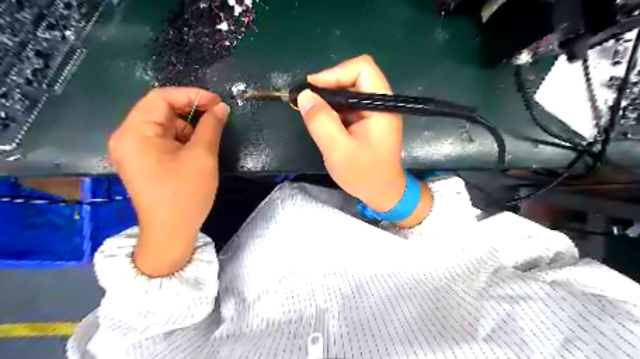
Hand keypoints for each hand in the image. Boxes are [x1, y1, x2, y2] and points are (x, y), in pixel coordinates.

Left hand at [108, 87, 229, 277]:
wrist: (171, 232)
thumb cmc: (186, 194)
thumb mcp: (202, 156)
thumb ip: (211, 126)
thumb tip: (221, 107)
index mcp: (135, 133)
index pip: (160, 98)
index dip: (191, 95)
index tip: (218, 102)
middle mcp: (127, 137)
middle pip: (160, 110)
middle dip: (190, 111)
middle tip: (217, 116)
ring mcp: (133, 150)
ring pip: (163, 125)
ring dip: (188, 126)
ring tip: (208, 136)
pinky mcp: (142, 160)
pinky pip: (162, 139)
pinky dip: (182, 138)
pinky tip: (197, 148)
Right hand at [298, 55, 432, 225]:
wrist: (382, 193)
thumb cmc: (364, 175)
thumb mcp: (338, 150)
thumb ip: (321, 122)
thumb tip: (304, 95)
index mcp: (381, 106)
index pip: (362, 69)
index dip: (335, 73)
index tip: (312, 89)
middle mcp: (380, 103)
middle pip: (354, 76)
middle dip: (328, 86)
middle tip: (307, 102)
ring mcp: (374, 111)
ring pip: (349, 91)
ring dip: (329, 99)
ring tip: (311, 113)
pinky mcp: (367, 120)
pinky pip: (348, 105)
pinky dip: (333, 109)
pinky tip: (322, 121)